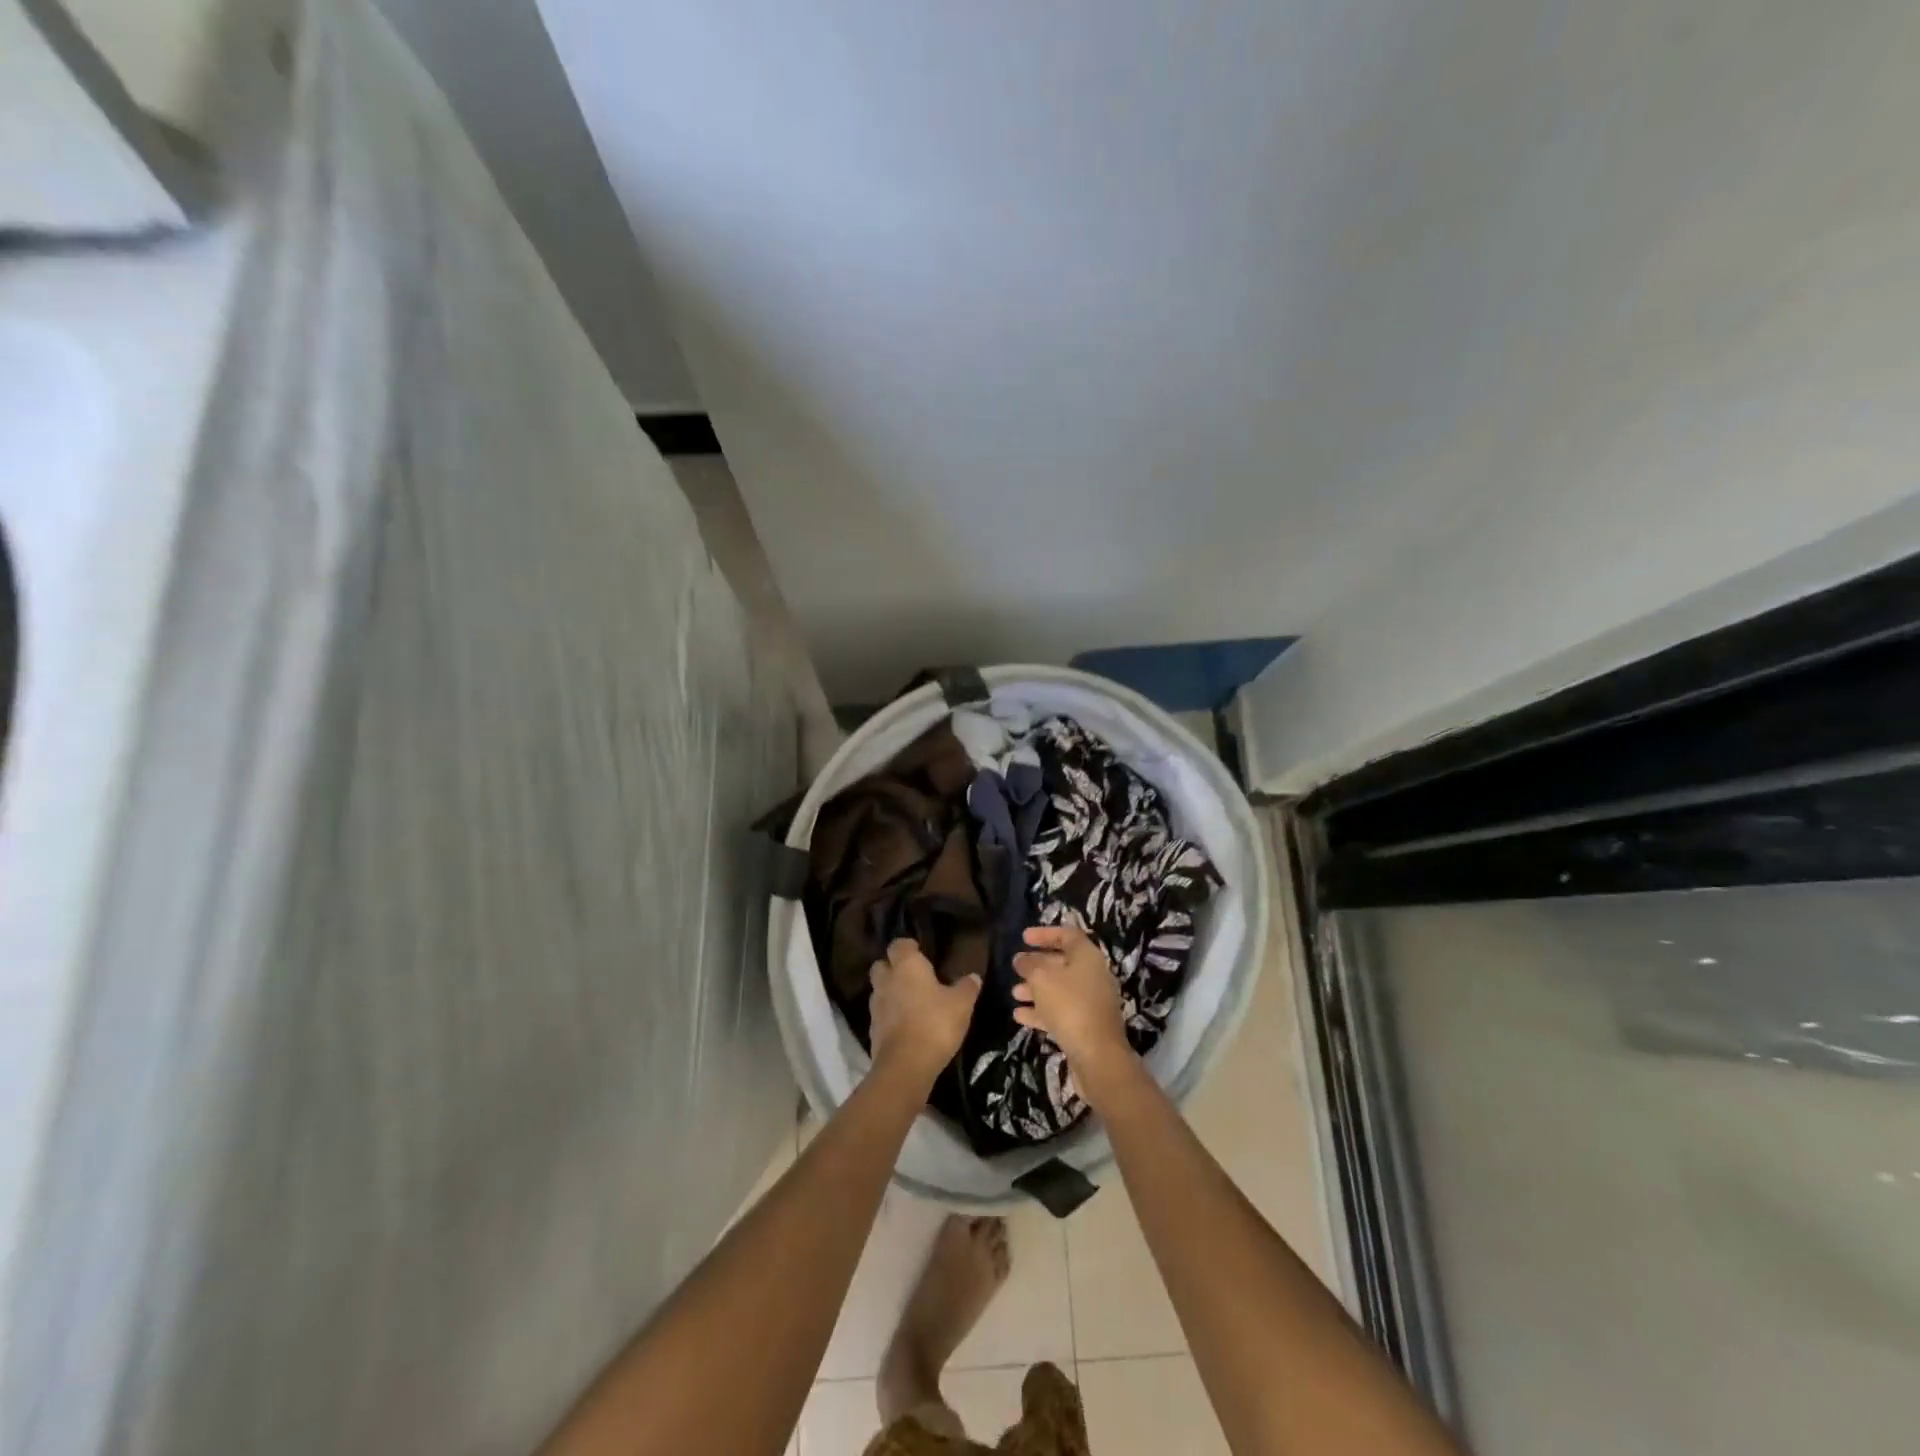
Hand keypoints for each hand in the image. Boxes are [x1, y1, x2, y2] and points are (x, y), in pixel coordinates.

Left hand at [868, 939, 980, 1083]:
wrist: (906, 1065)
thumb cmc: (935, 1023)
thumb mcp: (961, 1004)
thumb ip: (967, 987)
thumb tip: (973, 976)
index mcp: (906, 966)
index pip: (899, 944)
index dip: (909, 947)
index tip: (920, 952)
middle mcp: (886, 980)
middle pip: (882, 965)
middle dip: (893, 968)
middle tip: (913, 977)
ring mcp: (875, 1006)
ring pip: (879, 991)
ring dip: (891, 993)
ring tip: (911, 1003)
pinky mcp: (872, 1030)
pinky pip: (881, 1015)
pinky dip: (890, 1017)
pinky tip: (906, 1025)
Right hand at [1012, 924, 1132, 1098]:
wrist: (1098, 1056)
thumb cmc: (1070, 1006)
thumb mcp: (1042, 980)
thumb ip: (1029, 965)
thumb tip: (1021, 959)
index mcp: (1087, 957)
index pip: (1067, 934)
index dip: (1045, 933)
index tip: (1023, 937)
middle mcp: (1092, 975)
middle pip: (1062, 962)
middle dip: (1037, 964)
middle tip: (1016, 966)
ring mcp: (1091, 1002)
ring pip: (1059, 989)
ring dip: (1036, 989)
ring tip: (1014, 993)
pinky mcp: (1086, 1025)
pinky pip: (1061, 1011)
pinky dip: (1041, 1010)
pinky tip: (1019, 1016)